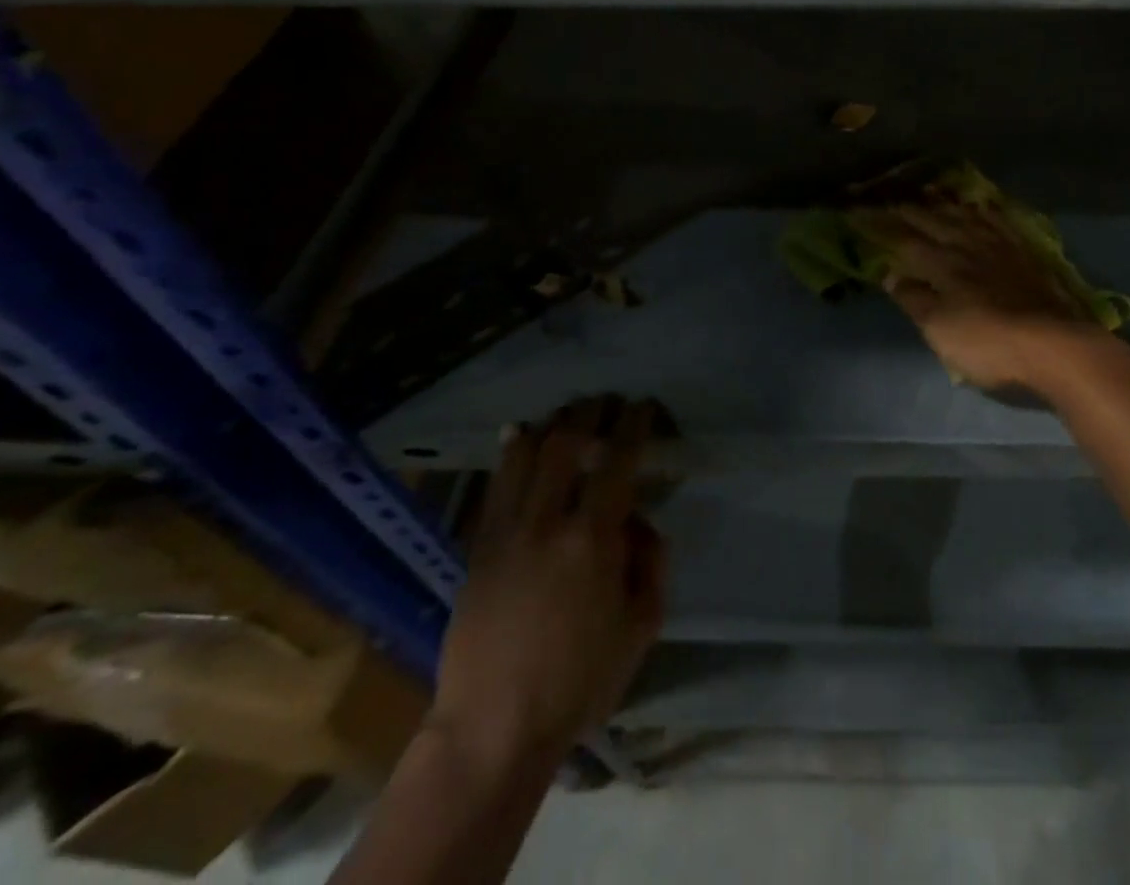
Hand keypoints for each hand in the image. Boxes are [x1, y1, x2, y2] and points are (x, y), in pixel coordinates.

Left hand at [427, 398, 666, 776]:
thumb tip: (639, 522)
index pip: (617, 462)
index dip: (633, 426)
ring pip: (525, 455)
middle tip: (607, 400)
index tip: (643, 407)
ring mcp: (506, 532)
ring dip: (551, 424)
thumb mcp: (641, 627)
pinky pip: (496, 485)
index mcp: (592, 540)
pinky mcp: (478, 548)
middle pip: (567, 444)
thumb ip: (650, 563)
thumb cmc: (578, 682)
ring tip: (569, 412)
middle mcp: (547, 522)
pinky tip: (519, 434)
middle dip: (591, 413)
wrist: (493, 728)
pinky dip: (511, 452)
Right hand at [851, 198, 1108, 390]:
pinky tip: (980, 206)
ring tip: (927, 190)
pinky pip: (999, 221)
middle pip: (932, 220)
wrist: (1058, 346)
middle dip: (906, 206)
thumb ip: (915, 299)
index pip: (903, 238)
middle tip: (886, 192)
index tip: (857, 210)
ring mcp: (1000, 247)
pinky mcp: (1025, 254)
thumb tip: (890, 273)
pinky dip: (983, 210)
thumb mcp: (941, 330)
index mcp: (943, 265)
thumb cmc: (990, 345)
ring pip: (964, 215)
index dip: (879, 224)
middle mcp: (968, 246)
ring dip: (942, 202)